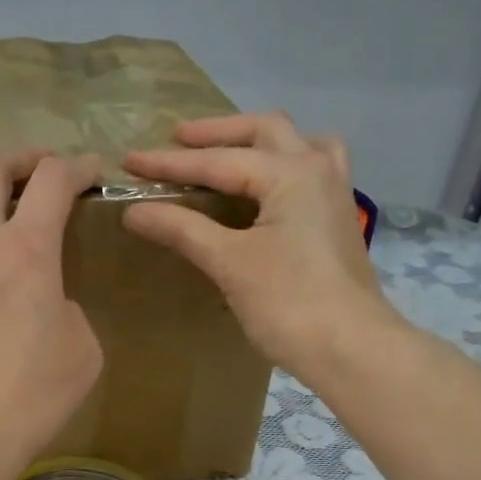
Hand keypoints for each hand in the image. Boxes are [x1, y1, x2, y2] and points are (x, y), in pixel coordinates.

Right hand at [123, 113, 402, 380]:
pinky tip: (265, 189)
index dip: (169, 163)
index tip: (129, 161)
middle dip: (217, 133)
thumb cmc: (289, 303)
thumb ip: (182, 229)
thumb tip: (133, 211)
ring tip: (226, 152)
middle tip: (177, 139)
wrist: (351, 348)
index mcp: (292, 173)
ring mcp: (334, 194)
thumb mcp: (229, 263)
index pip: (218, 161)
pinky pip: (308, 171)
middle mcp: (318, 170)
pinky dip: (281, 166)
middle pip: (264, 131)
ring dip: (258, 141)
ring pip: (297, 144)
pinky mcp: (337, 220)